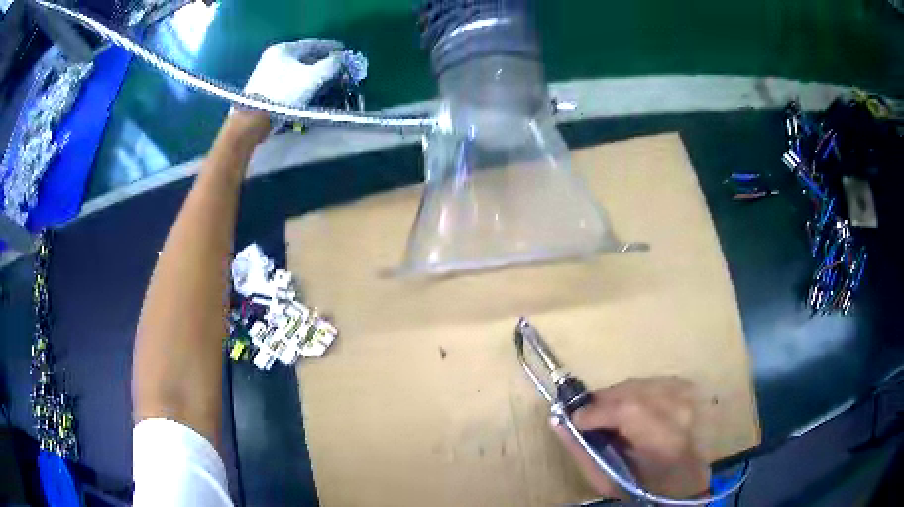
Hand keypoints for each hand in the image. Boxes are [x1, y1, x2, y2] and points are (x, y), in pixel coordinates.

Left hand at [234, 39, 344, 143]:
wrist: (254, 118)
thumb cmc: (284, 93)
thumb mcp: (312, 78)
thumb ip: (331, 65)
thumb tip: (341, 58)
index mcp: (284, 48)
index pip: (312, 43)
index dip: (330, 46)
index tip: (343, 49)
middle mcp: (273, 55)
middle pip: (303, 55)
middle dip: (321, 60)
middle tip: (336, 65)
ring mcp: (266, 71)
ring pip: (296, 67)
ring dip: (312, 71)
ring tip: (325, 76)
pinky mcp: (264, 86)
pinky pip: (289, 77)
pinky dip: (301, 79)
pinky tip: (309, 85)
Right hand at [553, 378, 709, 499]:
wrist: (687, 480)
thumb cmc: (646, 487)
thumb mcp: (609, 482)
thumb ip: (583, 452)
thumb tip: (558, 422)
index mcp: (666, 442)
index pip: (630, 411)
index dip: (597, 411)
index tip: (575, 419)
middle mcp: (682, 412)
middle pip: (633, 392)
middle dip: (604, 402)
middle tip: (588, 417)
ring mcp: (689, 396)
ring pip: (640, 384)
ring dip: (618, 397)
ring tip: (609, 416)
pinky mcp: (689, 388)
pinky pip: (651, 382)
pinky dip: (634, 393)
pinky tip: (632, 409)